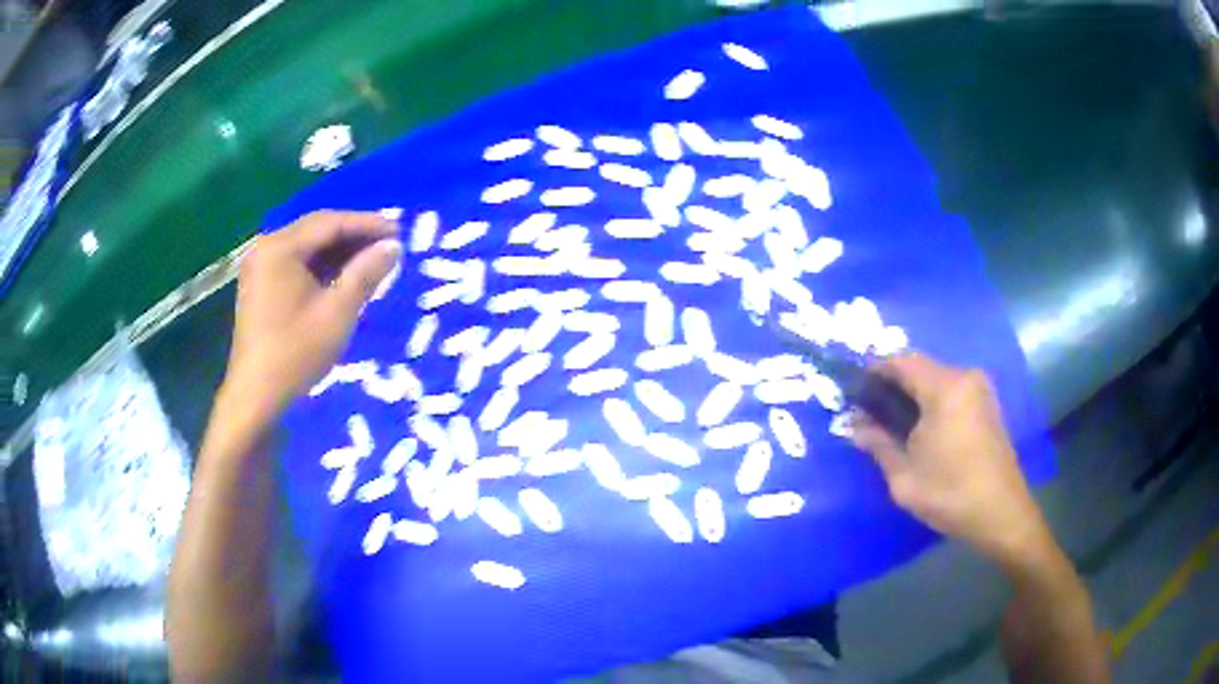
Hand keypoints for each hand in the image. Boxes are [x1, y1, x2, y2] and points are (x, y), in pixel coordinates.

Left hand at [222, 211, 400, 420]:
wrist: (255, 396)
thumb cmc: (295, 353)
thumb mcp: (337, 313)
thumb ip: (365, 274)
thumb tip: (392, 246)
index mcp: (281, 248)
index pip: (331, 223)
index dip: (367, 224)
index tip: (399, 232)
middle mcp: (267, 247)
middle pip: (317, 229)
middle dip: (354, 235)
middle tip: (389, 244)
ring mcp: (261, 266)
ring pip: (307, 246)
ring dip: (339, 251)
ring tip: (372, 260)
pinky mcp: (260, 285)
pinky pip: (296, 263)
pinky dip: (321, 266)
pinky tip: (343, 276)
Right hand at [850, 355, 1050, 561]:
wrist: (1000, 513)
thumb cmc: (950, 494)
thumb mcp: (905, 477)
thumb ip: (878, 445)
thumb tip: (855, 427)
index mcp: (944, 388)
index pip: (901, 362)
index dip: (875, 372)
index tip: (855, 392)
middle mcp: (965, 378)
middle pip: (920, 367)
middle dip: (894, 383)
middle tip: (871, 409)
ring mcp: (980, 389)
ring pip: (937, 378)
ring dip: (914, 392)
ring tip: (894, 421)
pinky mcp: (988, 404)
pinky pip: (953, 390)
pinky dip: (933, 400)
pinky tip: (923, 427)